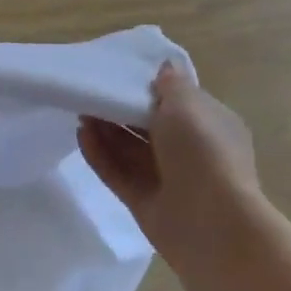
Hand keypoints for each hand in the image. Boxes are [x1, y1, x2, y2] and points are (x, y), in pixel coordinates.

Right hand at [77, 61, 261, 260]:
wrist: (211, 222)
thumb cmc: (202, 152)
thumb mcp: (188, 105)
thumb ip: (171, 85)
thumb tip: (165, 68)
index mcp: (210, 125)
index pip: (178, 102)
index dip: (150, 89)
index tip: (121, 75)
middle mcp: (190, 151)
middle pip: (149, 126)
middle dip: (120, 110)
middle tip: (91, 93)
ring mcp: (167, 179)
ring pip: (130, 150)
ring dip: (106, 131)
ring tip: (79, 111)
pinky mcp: (144, 201)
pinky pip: (117, 173)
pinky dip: (100, 155)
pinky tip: (81, 136)